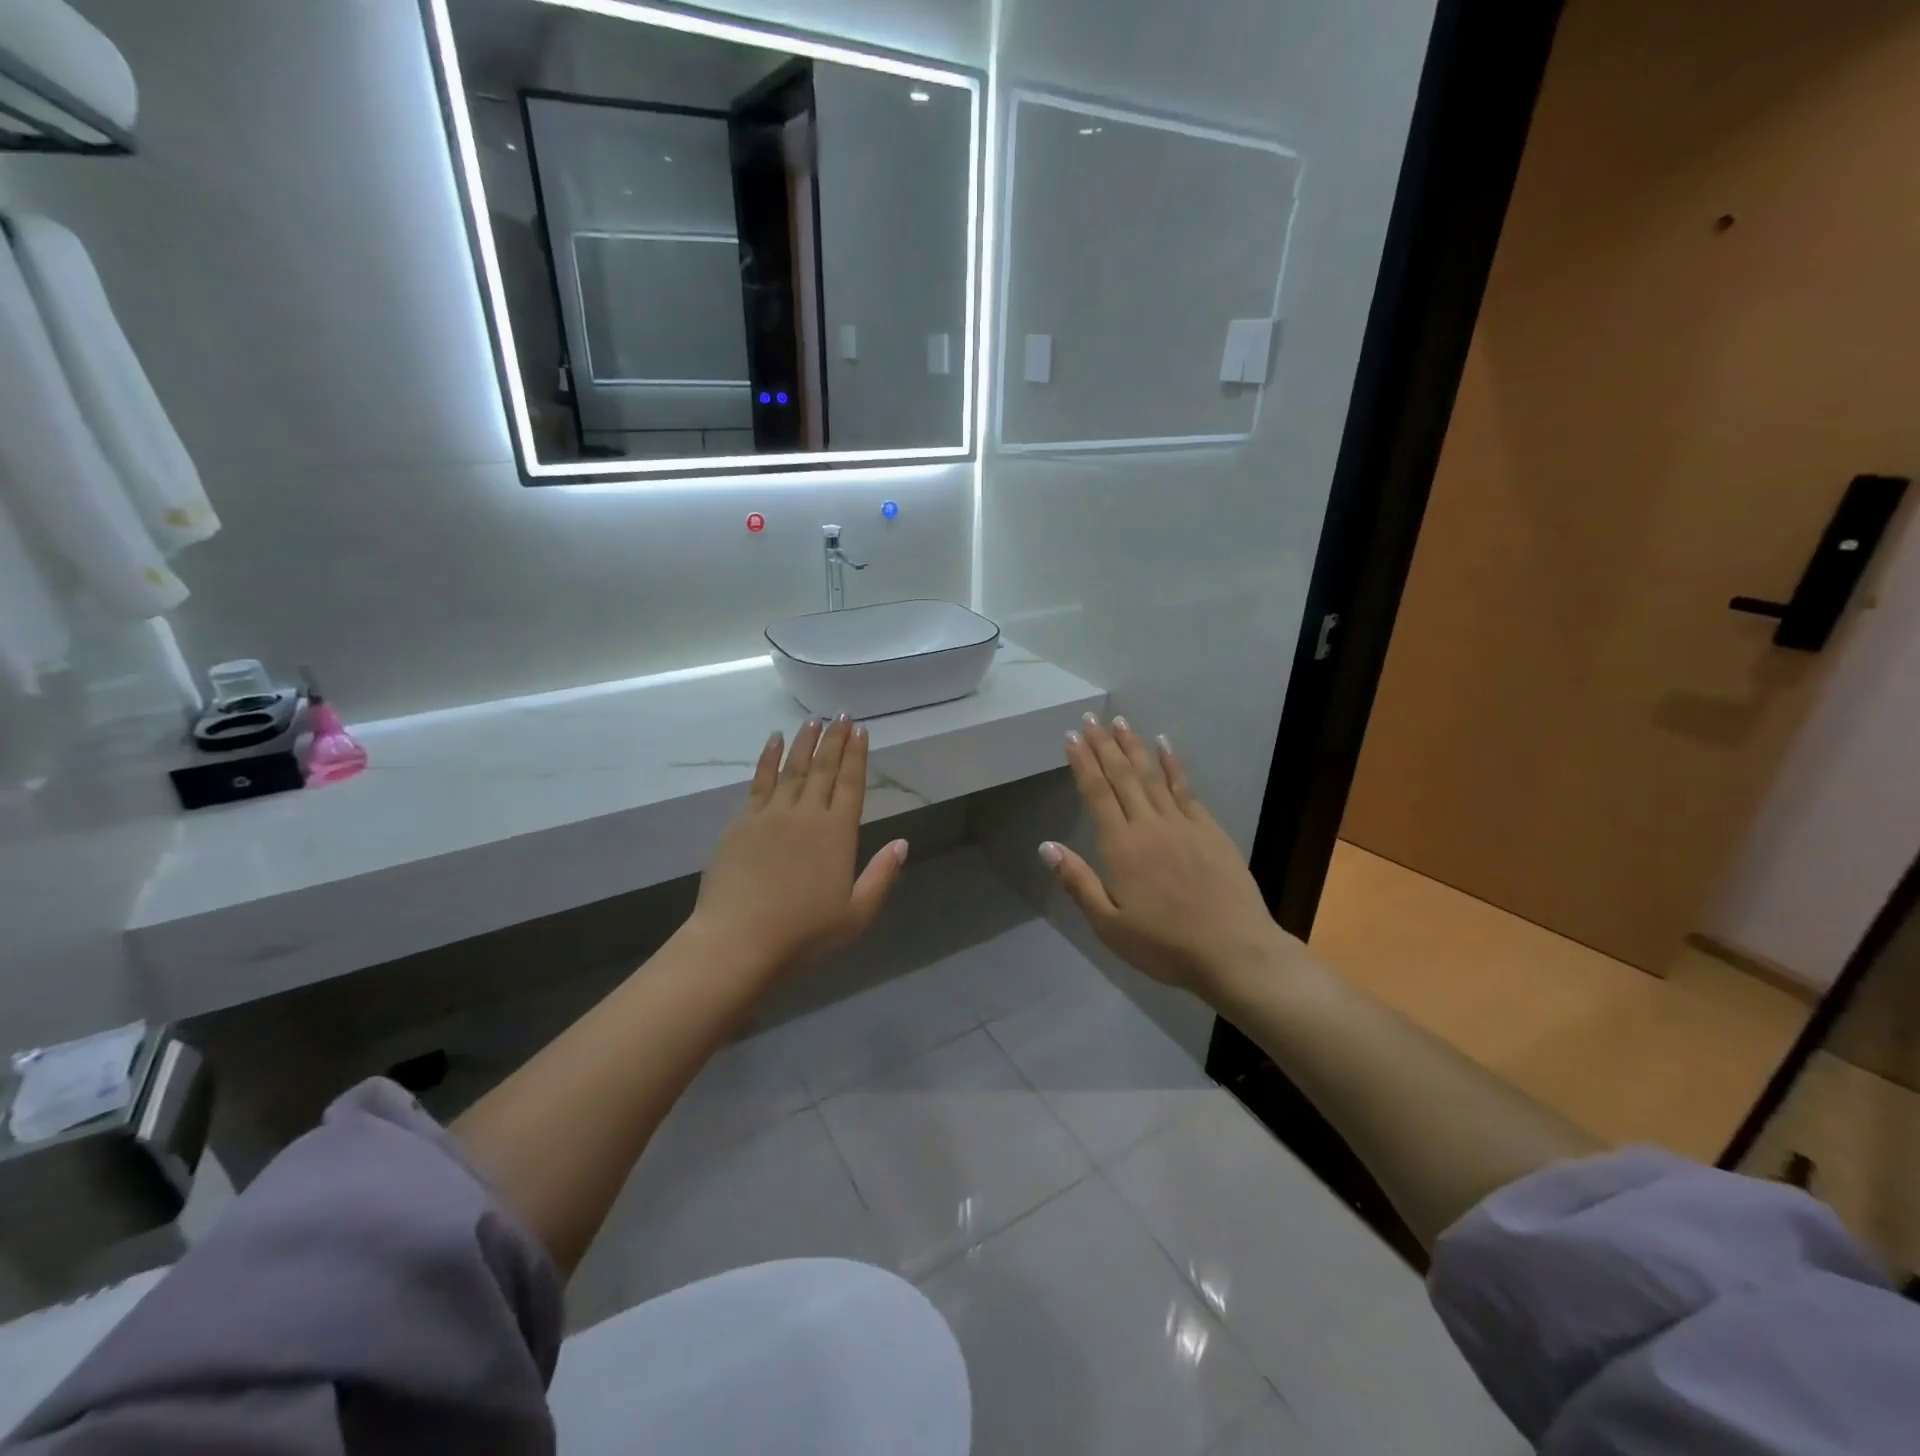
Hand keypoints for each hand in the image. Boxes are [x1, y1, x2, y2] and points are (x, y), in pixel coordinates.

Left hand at [688, 717, 907, 979]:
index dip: (857, 755)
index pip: (851, 784)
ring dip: (805, 742)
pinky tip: (773, 741)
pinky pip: (759, 781)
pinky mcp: (742, 822)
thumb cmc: (803, 934)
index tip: (861, 730)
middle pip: (824, 769)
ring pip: (793, 768)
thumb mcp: (856, 914)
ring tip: (814, 720)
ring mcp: (771, 815)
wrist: (738, 940)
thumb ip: (881, 876)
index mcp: (837, 834)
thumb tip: (902, 843)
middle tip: (841, 715)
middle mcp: (806, 814)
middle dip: (834, 739)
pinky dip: (768, 758)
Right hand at [1042, 714, 1290, 997]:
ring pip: (1152, 775)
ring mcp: (1183, 824)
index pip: (1097, 793)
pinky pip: (1186, 788)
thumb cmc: (1164, 945)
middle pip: (1122, 776)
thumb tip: (1045, 845)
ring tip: (1120, 722)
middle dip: (1104, 745)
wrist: (1233, 951)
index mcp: (1121, 847)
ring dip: (1134, 746)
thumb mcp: (1109, 925)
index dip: (1082, 763)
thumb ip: (1078, 881)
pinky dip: (1173, 764)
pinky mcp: (1209, 829)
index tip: (1071, 737)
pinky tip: (1165, 746)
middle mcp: (1149, 825)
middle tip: (1090, 719)